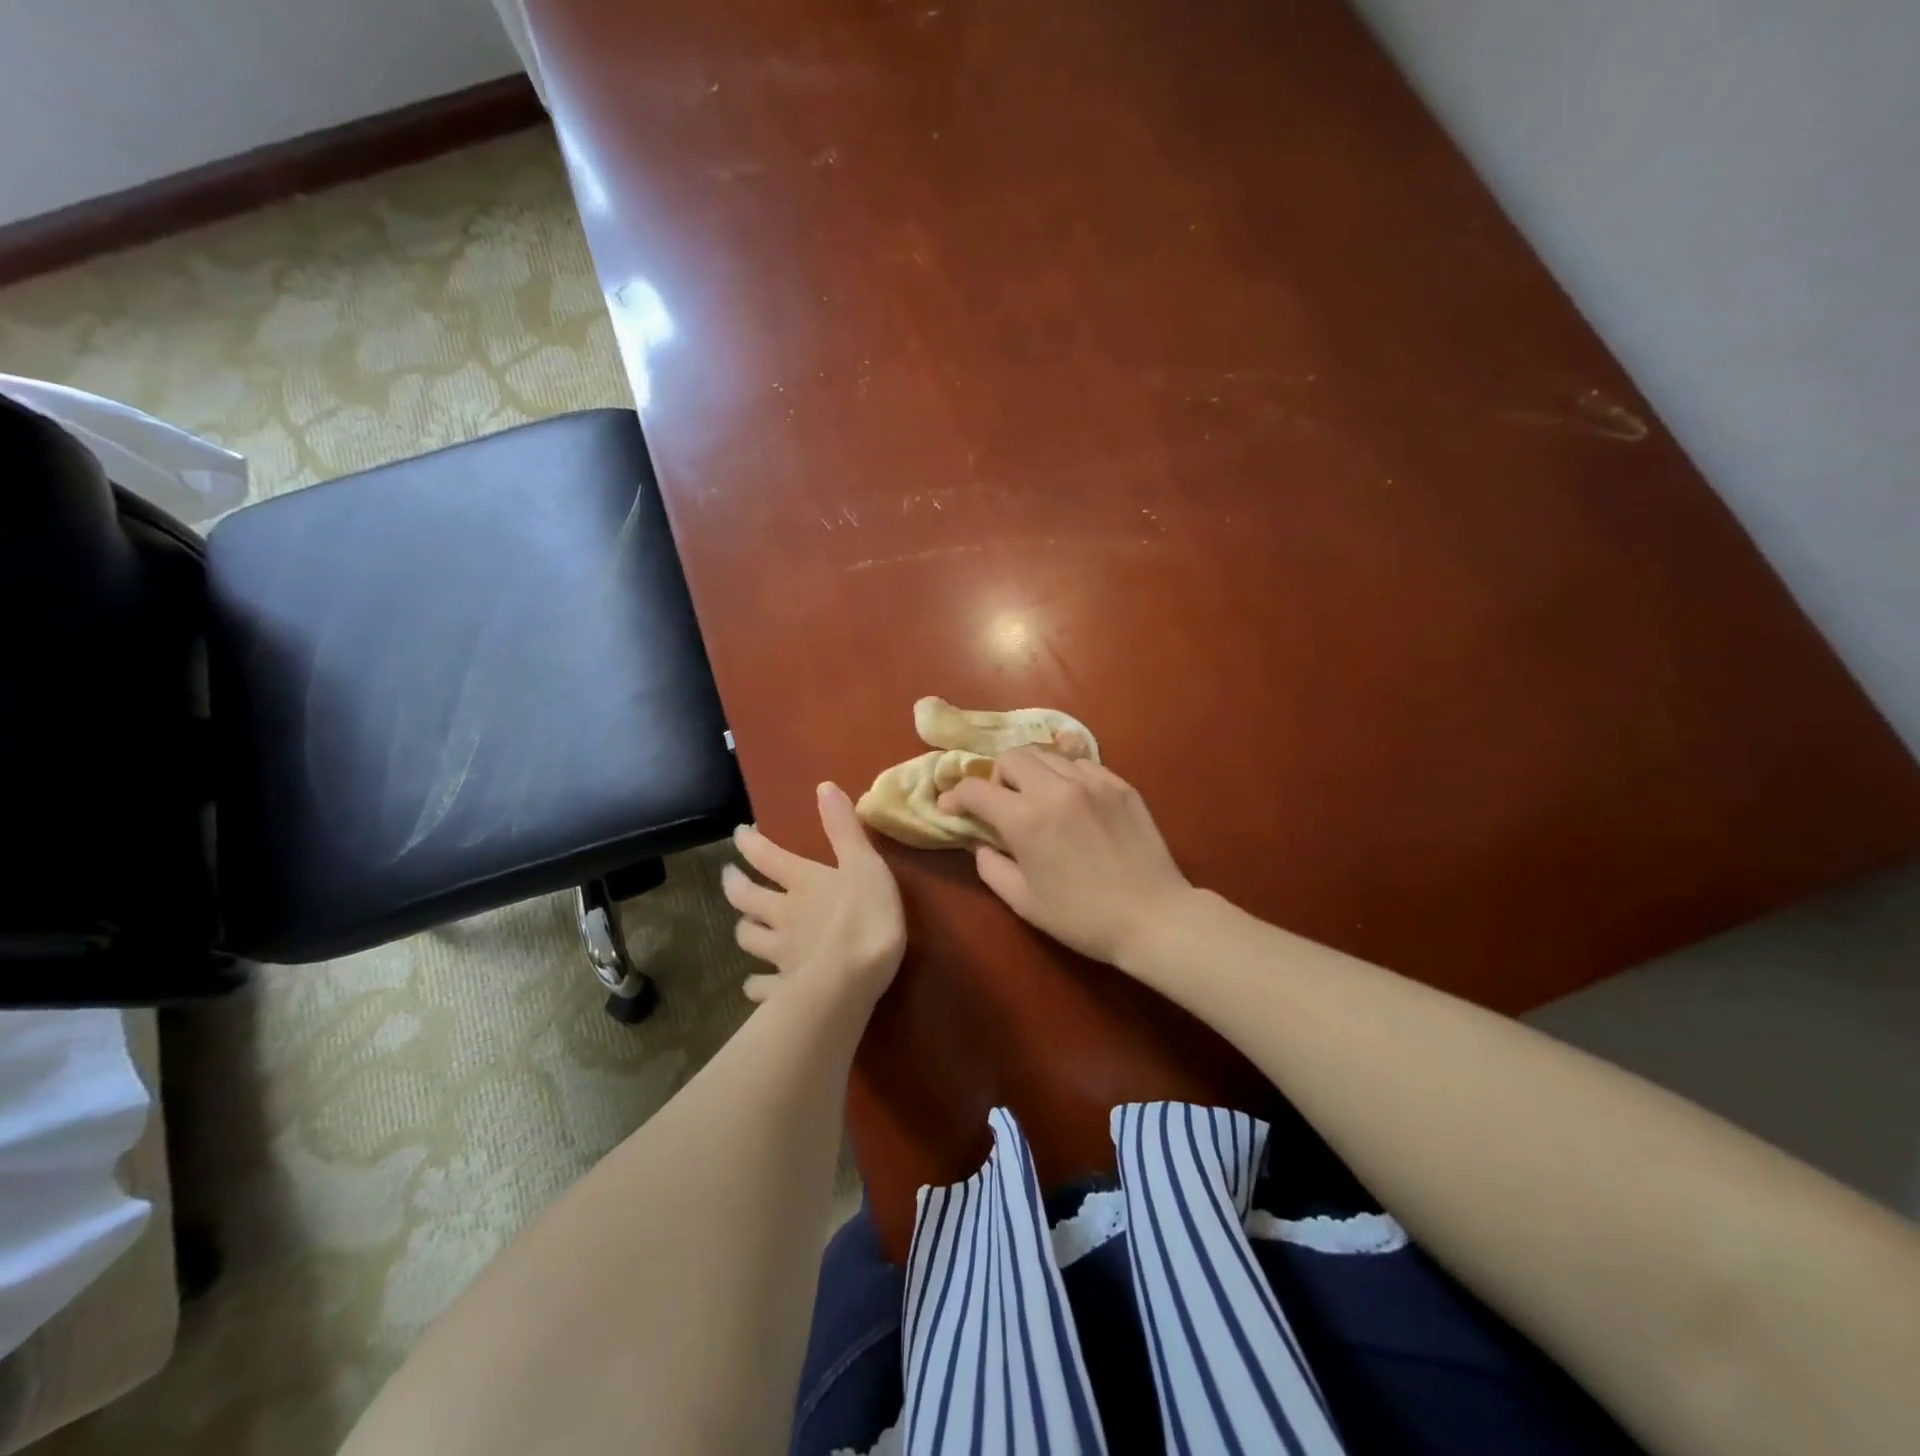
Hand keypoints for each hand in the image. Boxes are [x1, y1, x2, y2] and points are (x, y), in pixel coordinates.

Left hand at [722, 783, 905, 1008]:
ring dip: (744, 929)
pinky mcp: (785, 988)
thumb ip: (844, 828)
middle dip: (734, 884)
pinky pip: (762, 987)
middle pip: (746, 898)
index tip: (739, 833)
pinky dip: (756, 985)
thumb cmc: (865, 915)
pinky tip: (755, 986)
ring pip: (750, 939)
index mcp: (801, 882)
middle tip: (728, 876)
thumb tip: (823, 786)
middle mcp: (782, 914)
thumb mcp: (864, 863)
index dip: (750, 843)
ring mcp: (780, 953)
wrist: (853, 979)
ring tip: (743, 925)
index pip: (767, 856)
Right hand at [937, 747, 1192, 966]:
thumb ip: (991, 866)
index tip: (952, 808)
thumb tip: (981, 841)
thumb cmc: (1082, 917)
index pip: (976, 788)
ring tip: (1036, 798)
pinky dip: (1064, 775)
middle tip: (1001, 804)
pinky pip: (1080, 764)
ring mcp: (1092, 781)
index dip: (956, 796)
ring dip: (1031, 772)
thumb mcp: (1024, 901)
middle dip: (996, 776)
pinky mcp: (1119, 784)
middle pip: (1011, 756)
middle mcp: (1055, 789)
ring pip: (1046, 754)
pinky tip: (1071, 801)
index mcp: (1026, 819)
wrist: (1153, 917)